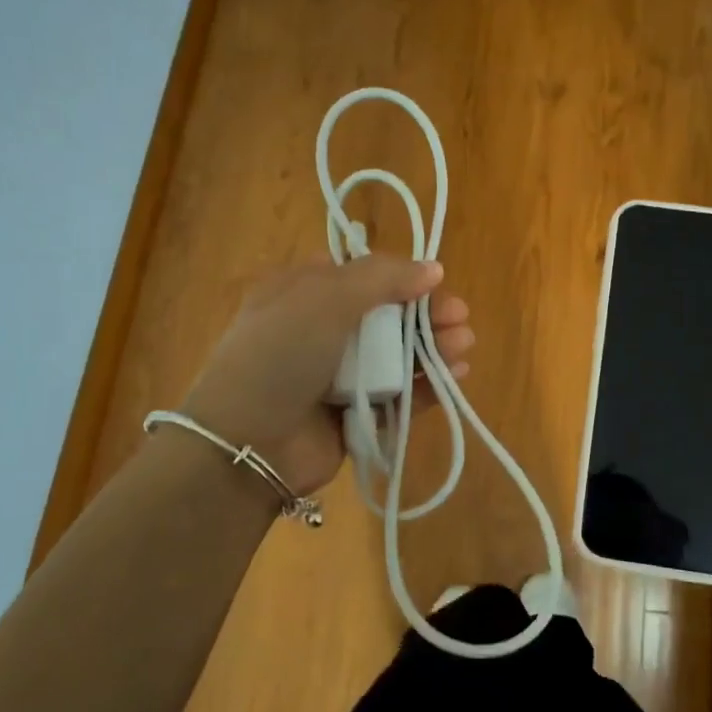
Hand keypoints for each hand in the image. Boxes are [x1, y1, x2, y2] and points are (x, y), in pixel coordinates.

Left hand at [178, 255, 475, 496]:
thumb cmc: (281, 355)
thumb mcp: (325, 298)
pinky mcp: (356, 414)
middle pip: (387, 315)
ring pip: (398, 354)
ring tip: (463, 344)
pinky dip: (426, 385)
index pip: (361, 276)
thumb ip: (382, 278)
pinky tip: (455, 376)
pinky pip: (399, 395)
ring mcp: (338, 375)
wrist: (247, 443)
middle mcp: (321, 330)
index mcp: (303, 293)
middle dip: (426, 313)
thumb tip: (432, 268)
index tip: (432, 281)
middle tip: (460, 317)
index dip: (400, 276)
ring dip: (433, 347)